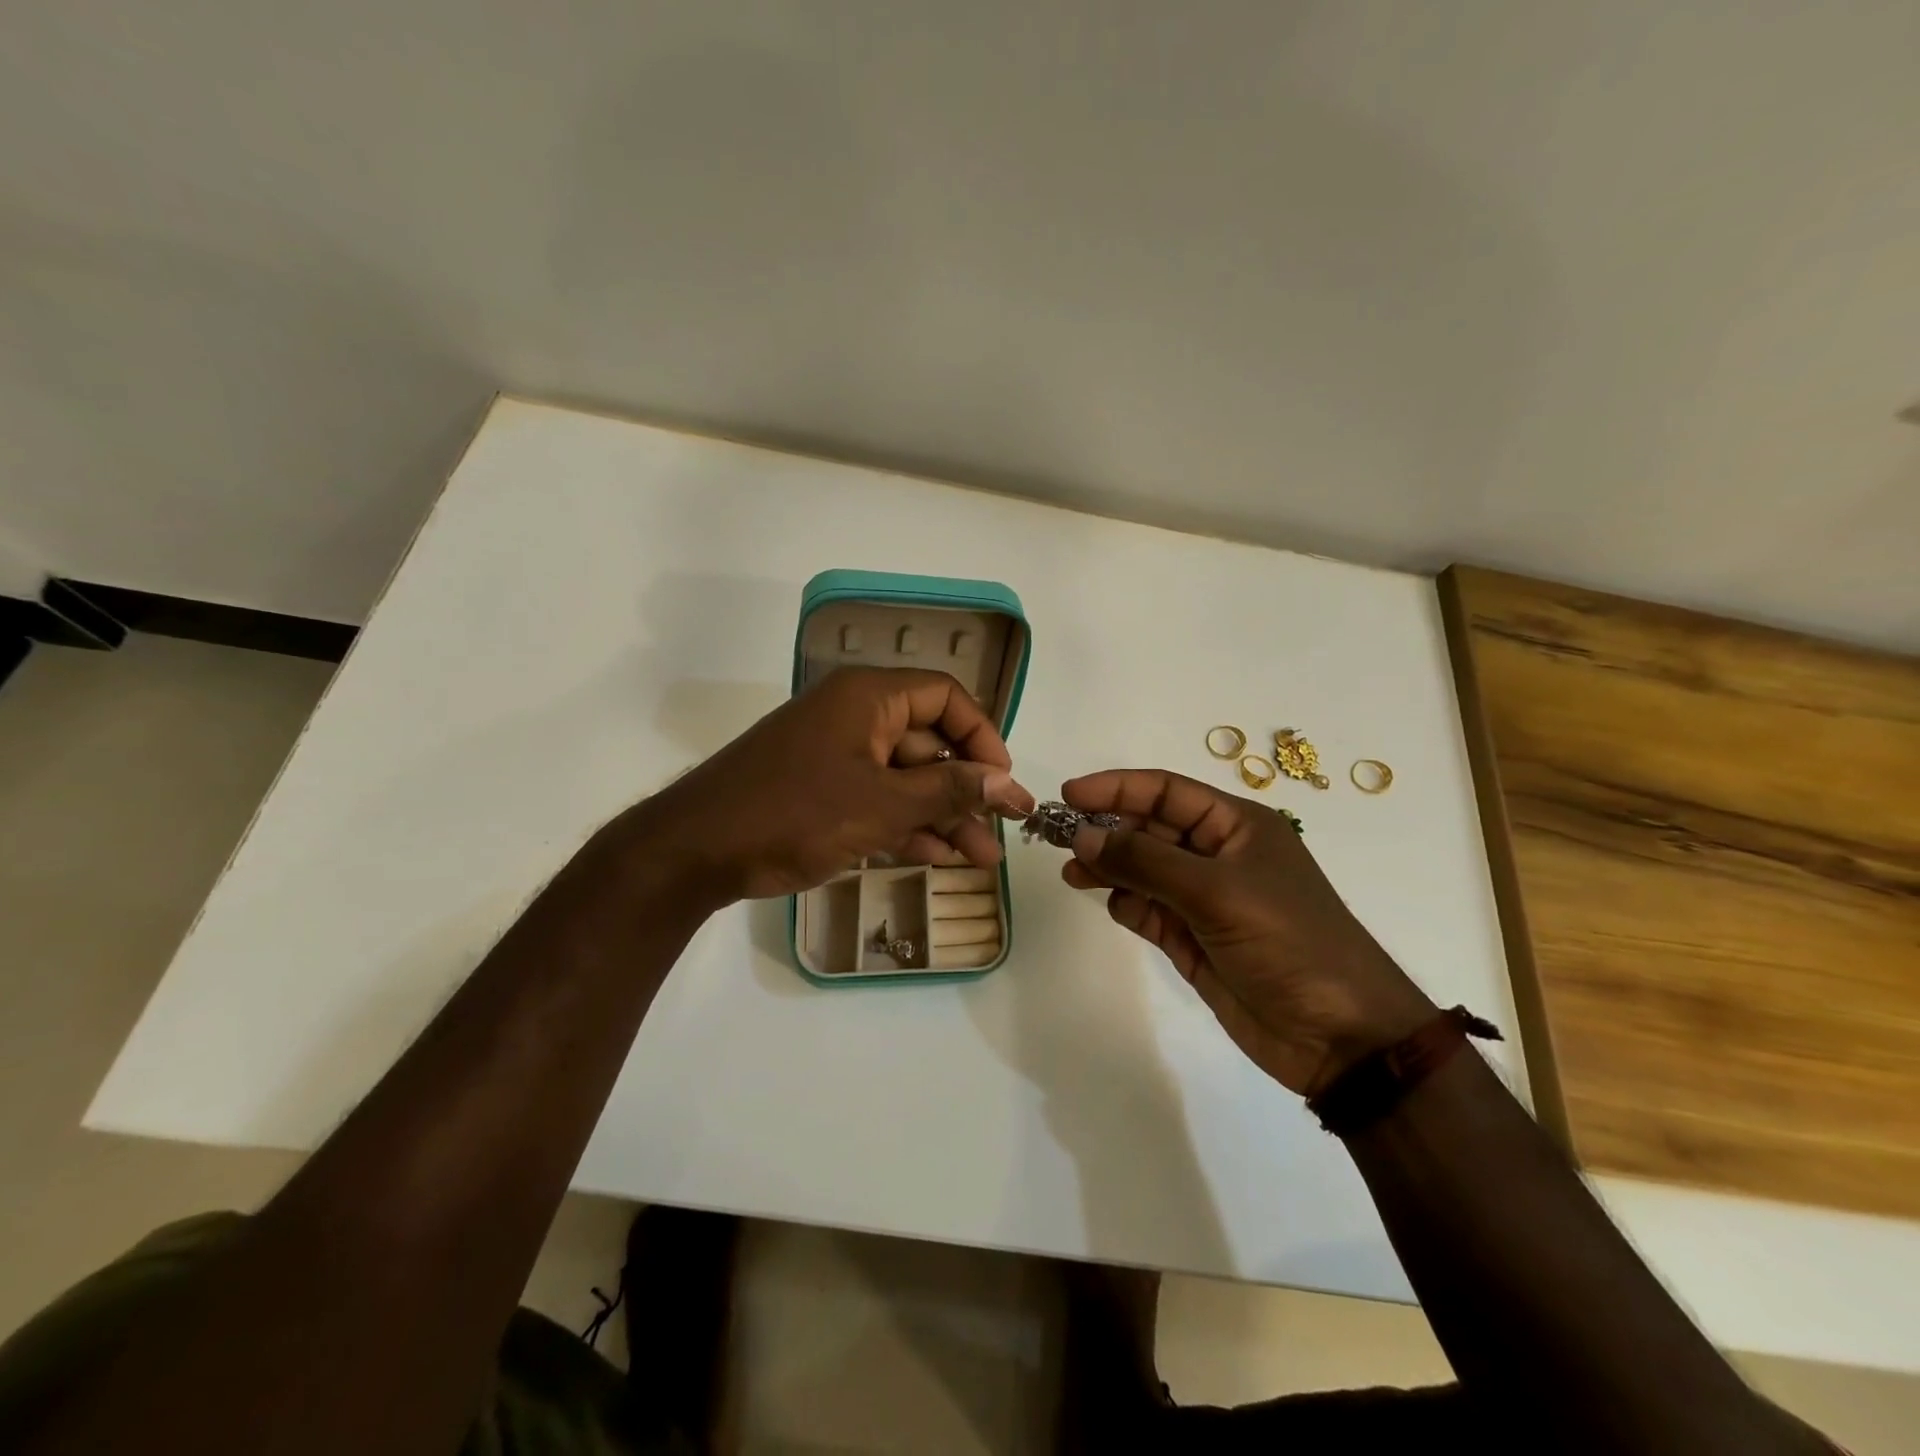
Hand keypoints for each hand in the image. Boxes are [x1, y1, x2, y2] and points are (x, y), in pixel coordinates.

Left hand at [608, 667, 1034, 904]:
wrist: (695, 851)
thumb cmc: (793, 813)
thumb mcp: (880, 804)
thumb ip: (947, 791)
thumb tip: (1006, 780)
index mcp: (869, 697)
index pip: (945, 697)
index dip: (982, 736)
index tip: (1003, 780)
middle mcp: (857, 717)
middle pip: (930, 744)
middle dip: (967, 791)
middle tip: (1003, 831)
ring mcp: (838, 756)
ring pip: (907, 780)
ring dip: (943, 817)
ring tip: (981, 859)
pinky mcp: (823, 792)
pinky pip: (879, 801)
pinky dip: (908, 826)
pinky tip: (938, 858)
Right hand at [1060, 770, 1436, 1096]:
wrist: (1339, 1037)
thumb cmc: (1287, 942)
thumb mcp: (1216, 891)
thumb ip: (1144, 861)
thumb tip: (1082, 835)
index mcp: (1236, 826)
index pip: (1166, 792)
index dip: (1116, 788)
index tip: (1069, 795)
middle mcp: (1218, 855)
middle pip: (1149, 829)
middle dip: (1105, 830)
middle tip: (1056, 837)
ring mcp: (1205, 899)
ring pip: (1143, 870)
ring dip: (1109, 868)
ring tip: (1072, 873)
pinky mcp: (1194, 939)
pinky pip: (1148, 910)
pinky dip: (1127, 905)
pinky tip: (1114, 907)